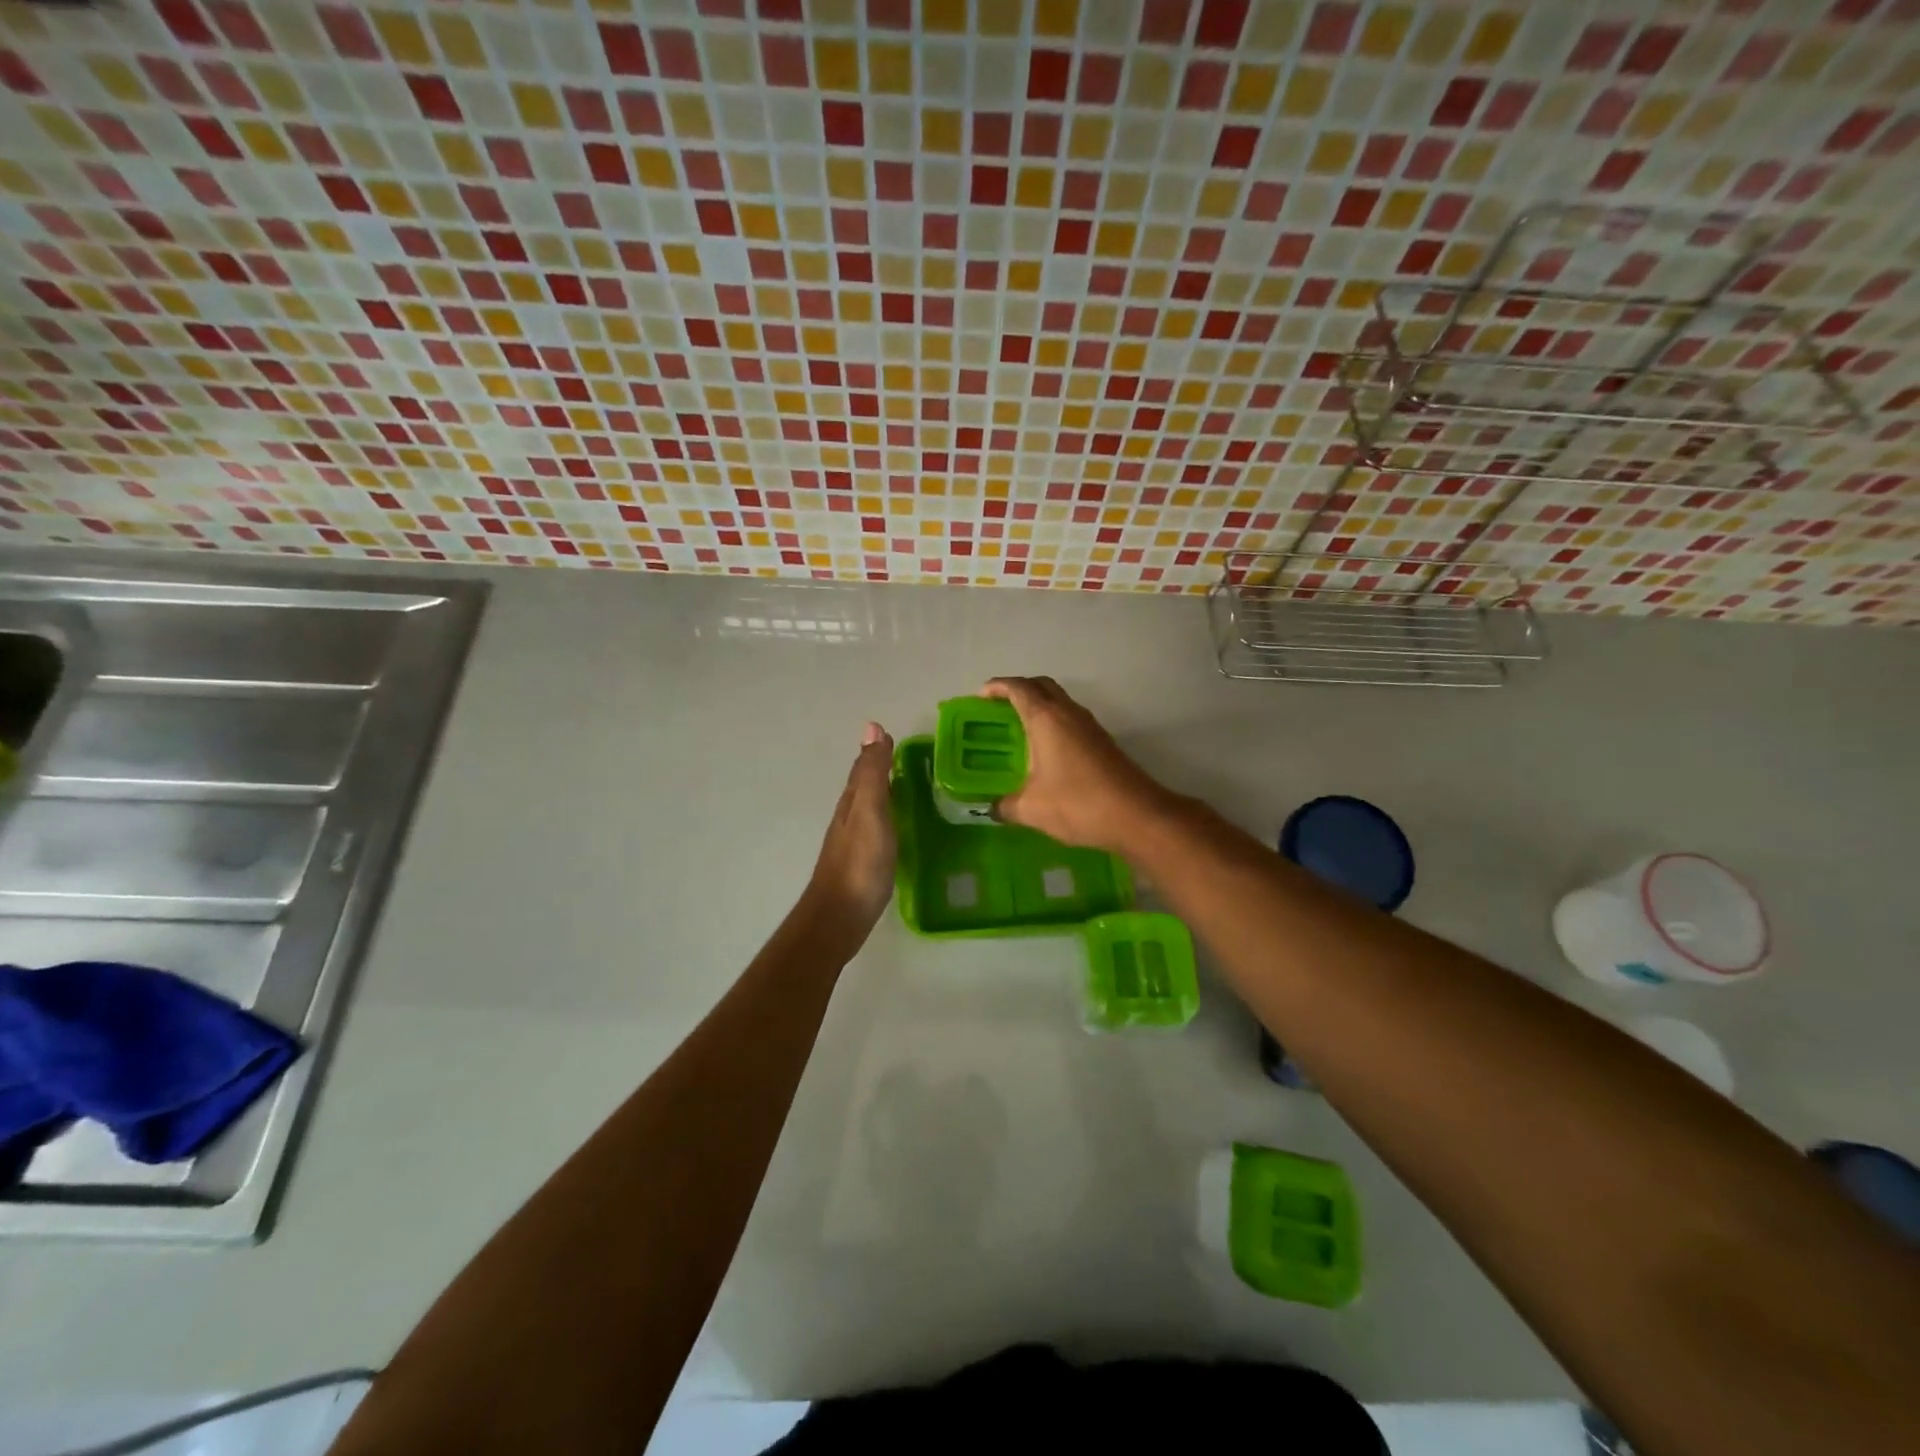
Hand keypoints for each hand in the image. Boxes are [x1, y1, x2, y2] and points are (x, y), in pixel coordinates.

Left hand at [804, 722, 896, 935]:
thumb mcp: (870, 811)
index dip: (877, 750)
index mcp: (852, 802)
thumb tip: (871, 726)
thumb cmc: (860, 862)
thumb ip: (873, 773)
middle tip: (903, 757)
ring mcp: (854, 843)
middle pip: (864, 786)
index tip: (892, 735)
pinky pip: (876, 830)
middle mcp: (850, 818)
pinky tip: (898, 827)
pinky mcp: (862, 864)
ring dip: (883, 793)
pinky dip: (887, 819)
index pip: (864, 768)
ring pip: (869, 808)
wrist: (841, 916)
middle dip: (879, 769)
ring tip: (905, 786)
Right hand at [981, 677, 1174, 853]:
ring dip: (1038, 705)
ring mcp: (1089, 725)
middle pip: (1041, 686)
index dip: (997, 687)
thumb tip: (992, 808)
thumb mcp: (1031, 809)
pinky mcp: (1102, 741)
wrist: (1137, 815)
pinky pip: (1071, 718)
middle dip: (1018, 689)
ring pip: (1060, 701)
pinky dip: (1053, 722)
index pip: (1018, 688)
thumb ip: (1005, 806)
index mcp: (1046, 719)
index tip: (980, 697)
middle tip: (998, 708)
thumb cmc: (1078, 804)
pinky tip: (1045, 750)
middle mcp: (1068, 713)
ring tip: (1018, 728)